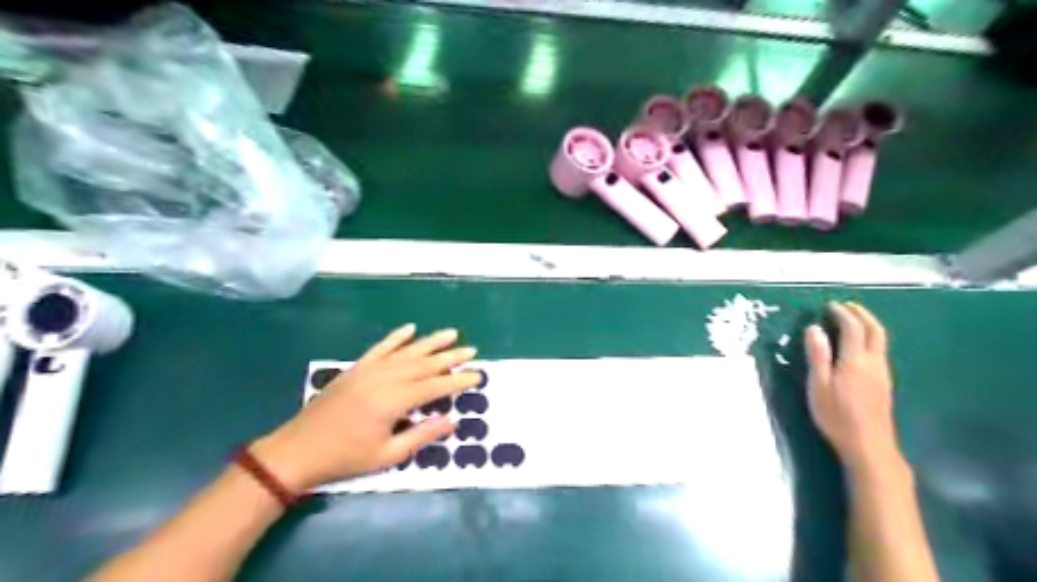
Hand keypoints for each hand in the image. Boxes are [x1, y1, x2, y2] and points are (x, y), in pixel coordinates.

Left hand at [251, 324, 482, 493]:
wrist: (297, 451)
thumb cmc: (345, 458)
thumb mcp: (388, 455)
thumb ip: (423, 435)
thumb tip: (453, 420)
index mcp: (394, 401)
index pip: (435, 386)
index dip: (458, 381)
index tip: (478, 376)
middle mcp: (384, 378)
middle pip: (424, 363)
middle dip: (451, 356)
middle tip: (472, 350)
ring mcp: (369, 370)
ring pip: (407, 351)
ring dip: (431, 342)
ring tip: (451, 333)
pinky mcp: (356, 368)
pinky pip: (381, 347)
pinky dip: (396, 337)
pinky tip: (410, 328)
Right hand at [800, 301, 900, 470]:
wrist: (868, 444)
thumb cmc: (836, 415)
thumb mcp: (818, 385)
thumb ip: (817, 356)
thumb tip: (814, 329)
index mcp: (855, 360)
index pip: (853, 328)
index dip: (842, 313)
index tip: (829, 305)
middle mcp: (874, 362)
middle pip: (875, 330)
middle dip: (861, 314)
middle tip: (846, 306)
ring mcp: (883, 373)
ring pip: (881, 340)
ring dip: (868, 324)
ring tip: (851, 320)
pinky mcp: (884, 383)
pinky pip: (880, 351)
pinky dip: (870, 338)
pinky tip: (858, 345)